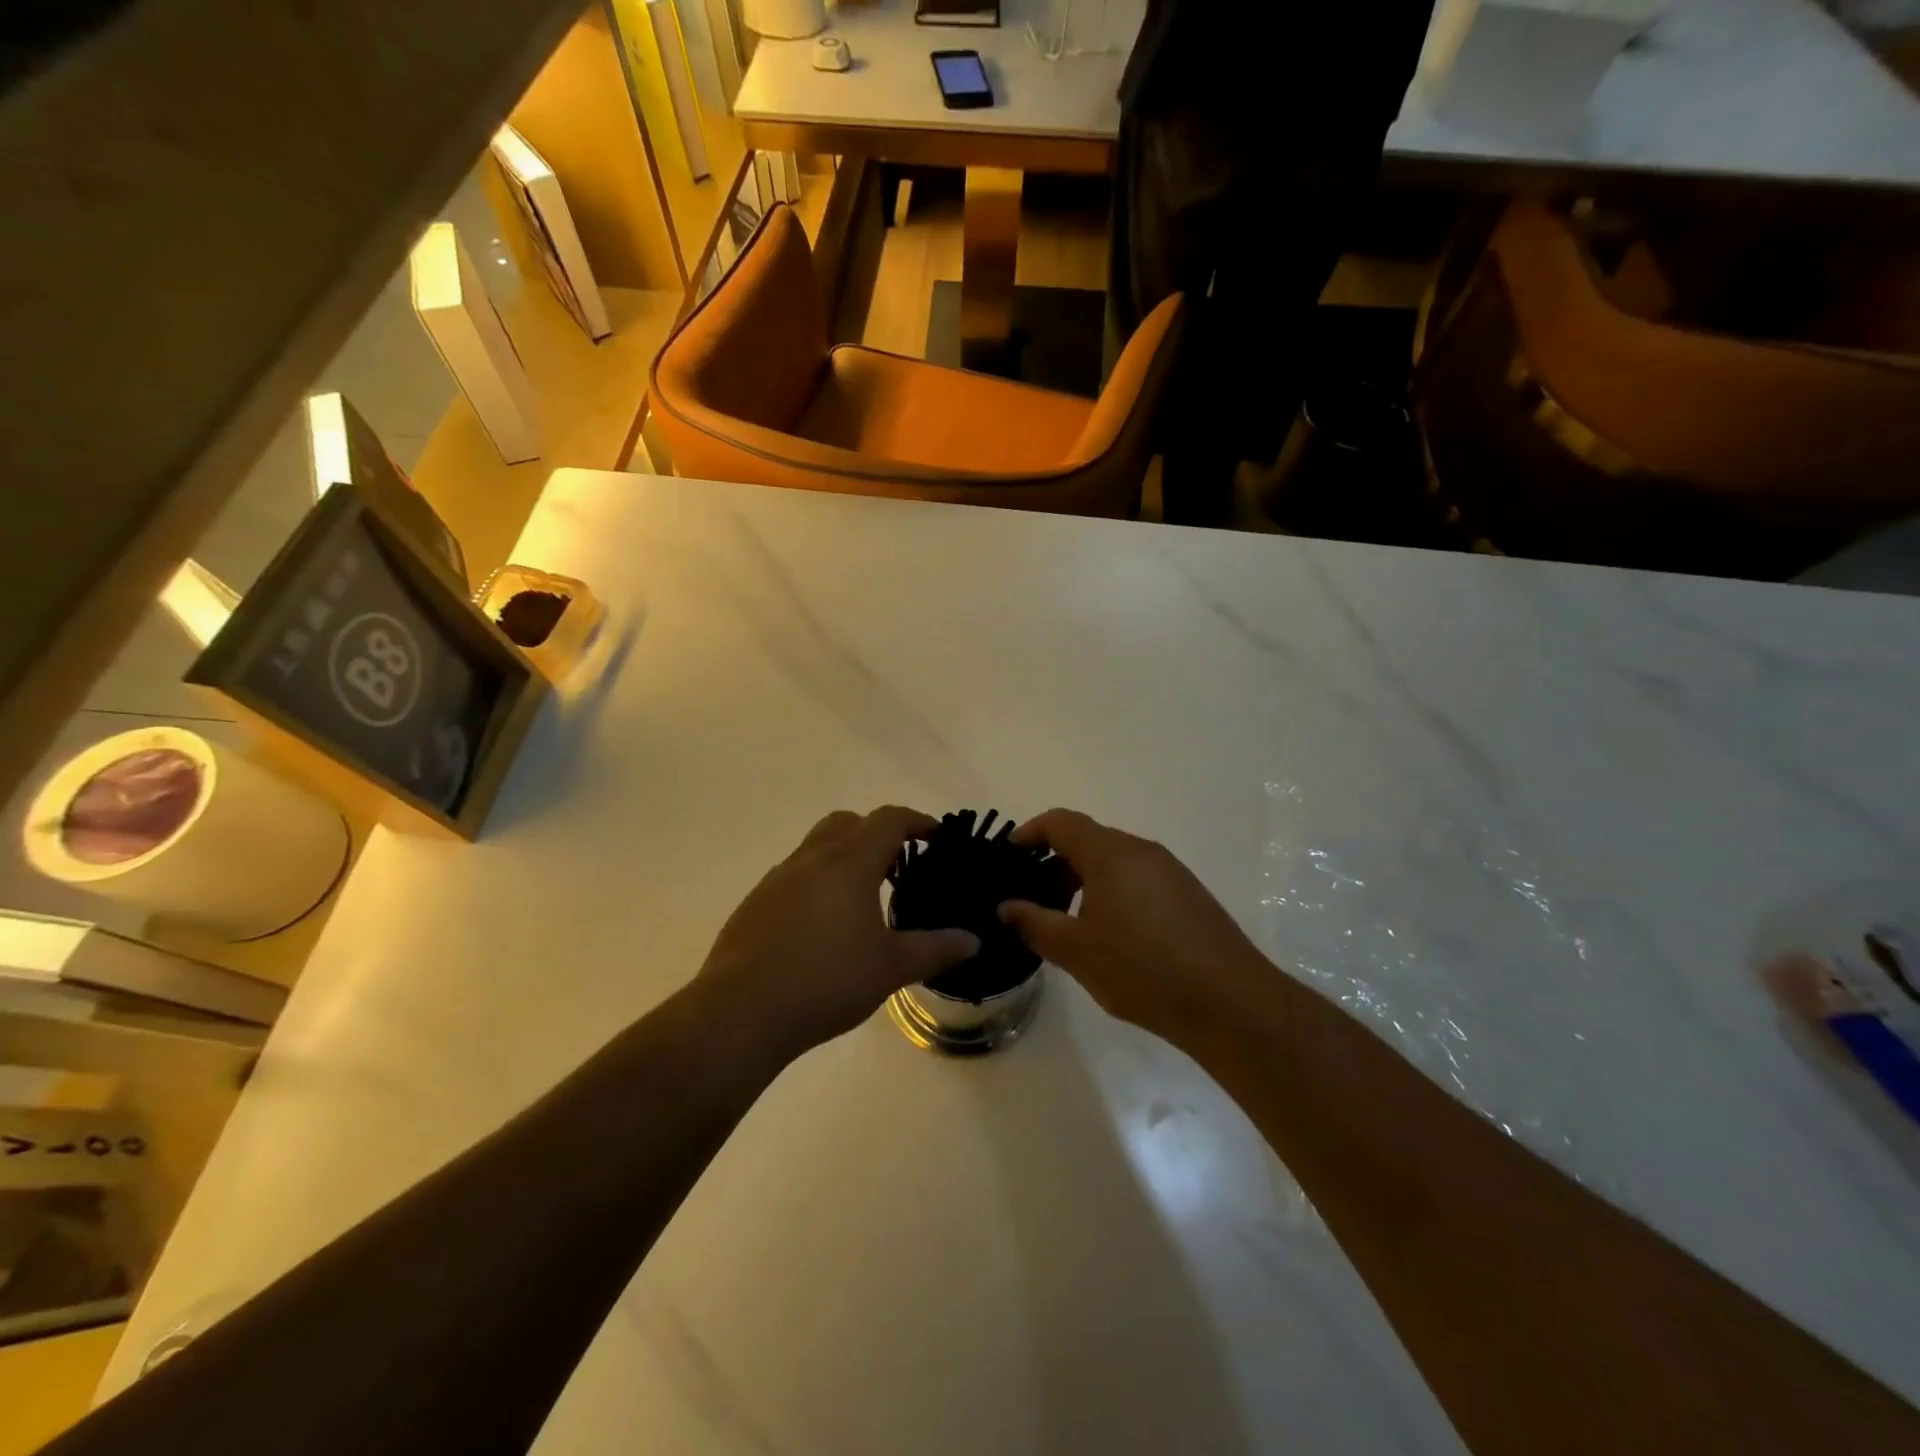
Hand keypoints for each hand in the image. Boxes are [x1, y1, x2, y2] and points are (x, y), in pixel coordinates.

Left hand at [694, 807, 979, 1063]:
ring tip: (863, 899)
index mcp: (848, 863)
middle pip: (848, 822)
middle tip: (898, 866)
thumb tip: (973, 940)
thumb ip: (936, 949)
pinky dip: (817, 883)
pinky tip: (823, 927)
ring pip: (817, 847)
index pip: (888, 820)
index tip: (936, 836)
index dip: (917, 821)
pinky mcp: (755, 903)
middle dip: (876, 833)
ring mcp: (777, 879)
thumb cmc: (826, 981)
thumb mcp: (891, 968)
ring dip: (844, 857)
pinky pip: (794, 876)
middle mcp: (811, 859)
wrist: (741, 1012)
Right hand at [998, 809, 1272, 1046]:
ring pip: (1114, 861)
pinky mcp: (1188, 894)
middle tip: (1033, 897)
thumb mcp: (1076, 951)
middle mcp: (1142, 851)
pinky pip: (1138, 878)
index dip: (1030, 832)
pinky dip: (1112, 891)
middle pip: (1089, 839)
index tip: (1009, 856)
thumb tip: (1007, 906)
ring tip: (1068, 920)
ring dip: (1084, 879)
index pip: (1061, 822)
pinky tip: (1110, 934)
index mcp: (1111, 854)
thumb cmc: (1142, 969)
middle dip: (1055, 861)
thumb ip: (1034, 923)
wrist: (1231, 1002)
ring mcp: (1170, 871)